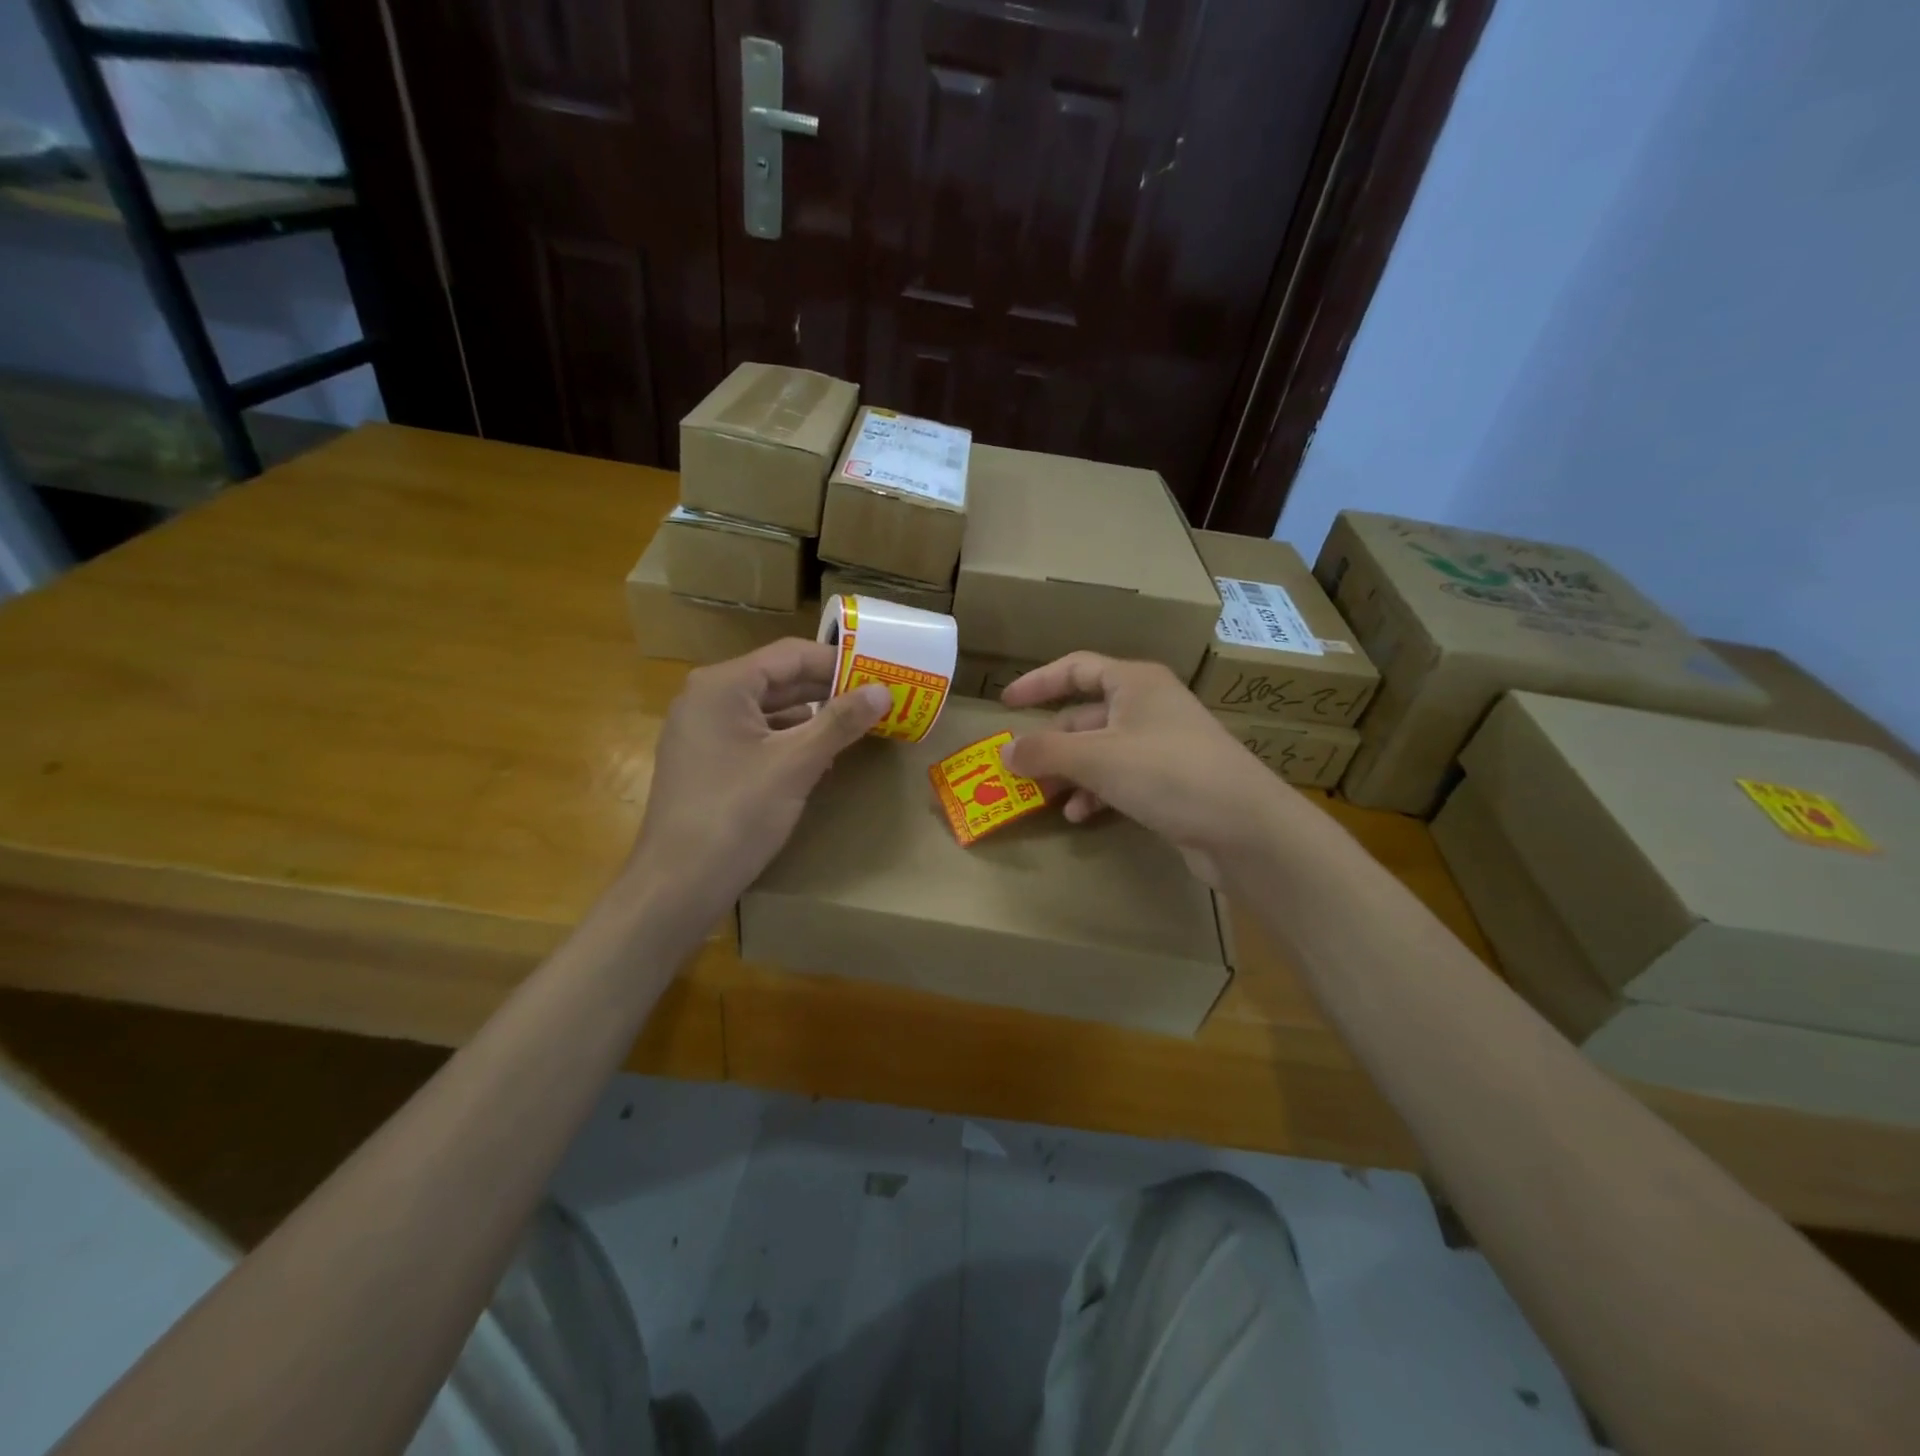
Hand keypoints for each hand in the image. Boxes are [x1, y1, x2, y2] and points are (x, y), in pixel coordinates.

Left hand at [629, 639, 889, 929]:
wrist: (678, 885)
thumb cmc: (736, 814)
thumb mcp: (795, 764)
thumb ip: (840, 722)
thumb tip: (884, 690)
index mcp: (722, 685)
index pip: (790, 655)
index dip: (838, 662)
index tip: (880, 674)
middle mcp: (708, 698)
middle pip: (779, 680)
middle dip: (829, 690)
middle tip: (877, 699)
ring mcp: (704, 732)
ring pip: (769, 711)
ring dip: (813, 717)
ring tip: (859, 726)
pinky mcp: (708, 762)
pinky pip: (757, 737)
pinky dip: (791, 741)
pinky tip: (822, 758)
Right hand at [998, 653, 1296, 877]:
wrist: (1244, 826)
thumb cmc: (1167, 773)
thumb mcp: (1097, 758)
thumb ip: (1045, 752)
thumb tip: (1005, 751)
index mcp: (1135, 682)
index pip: (1076, 668)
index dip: (1038, 682)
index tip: (1005, 703)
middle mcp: (1149, 705)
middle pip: (1086, 714)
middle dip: (1051, 743)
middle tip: (1020, 768)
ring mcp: (1163, 743)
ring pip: (1101, 750)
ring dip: (1070, 772)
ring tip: (1045, 798)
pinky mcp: (1172, 779)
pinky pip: (1121, 777)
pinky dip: (1096, 791)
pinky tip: (1080, 815)